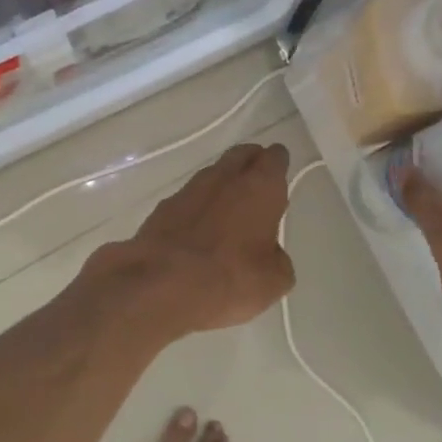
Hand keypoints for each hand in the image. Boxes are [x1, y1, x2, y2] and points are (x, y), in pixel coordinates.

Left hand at [98, 142, 296, 337]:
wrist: (161, 286)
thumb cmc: (230, 279)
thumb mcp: (273, 280)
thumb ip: (277, 258)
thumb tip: (269, 253)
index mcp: (260, 187)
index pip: (275, 159)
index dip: (278, 163)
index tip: (280, 172)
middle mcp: (225, 179)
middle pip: (241, 155)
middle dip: (250, 163)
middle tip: (257, 181)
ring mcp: (189, 190)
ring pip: (212, 175)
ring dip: (222, 184)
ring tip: (228, 208)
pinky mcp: (162, 208)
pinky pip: (187, 198)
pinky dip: (196, 207)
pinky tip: (197, 228)